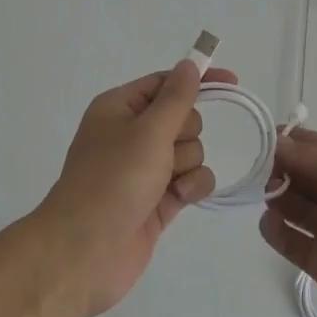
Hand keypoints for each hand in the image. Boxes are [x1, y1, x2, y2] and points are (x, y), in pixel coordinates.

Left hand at [30, 60, 236, 316]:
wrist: (84, 252)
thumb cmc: (113, 180)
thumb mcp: (147, 131)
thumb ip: (176, 98)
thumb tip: (190, 64)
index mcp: (120, 108)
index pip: (166, 83)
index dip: (197, 81)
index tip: (232, 82)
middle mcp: (132, 134)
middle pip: (184, 118)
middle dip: (185, 134)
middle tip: (166, 151)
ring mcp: (145, 169)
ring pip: (191, 151)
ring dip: (187, 164)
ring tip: (166, 183)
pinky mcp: (158, 200)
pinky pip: (191, 180)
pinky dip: (191, 186)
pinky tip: (178, 198)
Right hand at [259, 128, 316, 316]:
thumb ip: (309, 154)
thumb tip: (280, 145)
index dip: (295, 141)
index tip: (263, 137)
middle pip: (309, 176)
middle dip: (283, 168)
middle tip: (260, 168)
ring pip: (299, 208)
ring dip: (279, 197)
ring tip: (266, 195)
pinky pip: (293, 242)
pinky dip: (277, 231)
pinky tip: (268, 223)